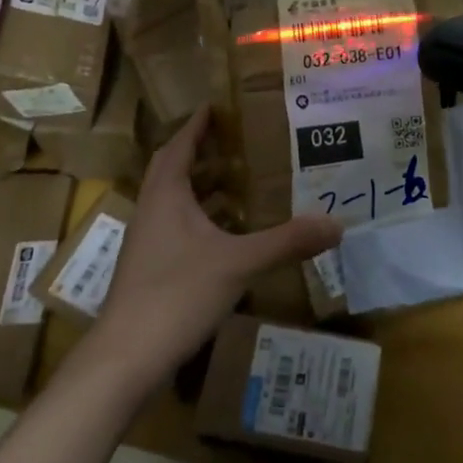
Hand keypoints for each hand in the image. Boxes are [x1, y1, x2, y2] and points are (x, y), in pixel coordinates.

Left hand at [91, 108, 342, 386]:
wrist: (126, 357)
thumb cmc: (177, 294)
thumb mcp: (239, 263)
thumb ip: (287, 241)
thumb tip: (336, 223)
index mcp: (166, 195)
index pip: (179, 146)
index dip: (196, 125)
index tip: (214, 105)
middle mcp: (151, 211)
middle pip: (172, 169)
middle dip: (200, 153)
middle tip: (234, 142)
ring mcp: (146, 242)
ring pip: (173, 201)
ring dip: (200, 187)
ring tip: (237, 183)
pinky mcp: (149, 268)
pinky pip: (175, 228)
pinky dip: (199, 219)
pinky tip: (224, 235)